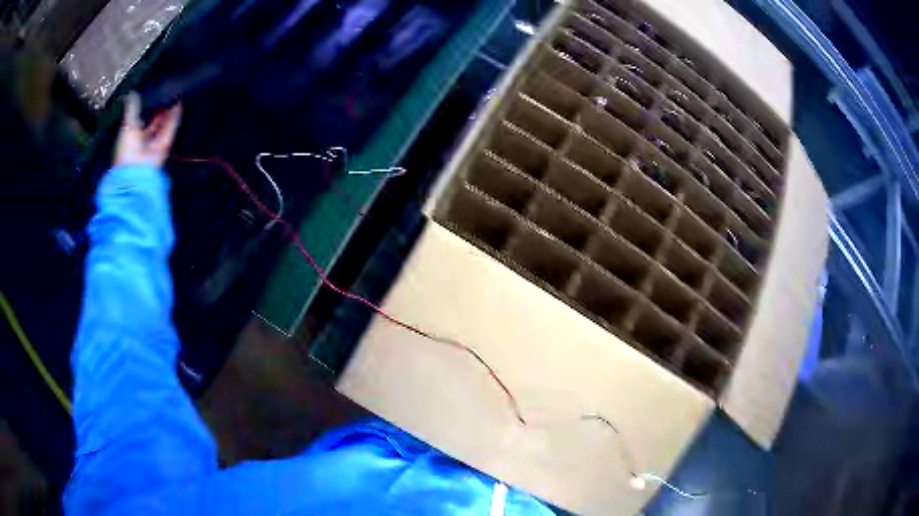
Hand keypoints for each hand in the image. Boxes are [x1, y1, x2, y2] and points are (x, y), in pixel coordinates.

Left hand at [114, 92, 181, 167]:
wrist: (136, 171)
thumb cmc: (127, 149)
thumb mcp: (128, 125)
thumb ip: (132, 109)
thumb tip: (132, 92)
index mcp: (131, 137)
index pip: (139, 121)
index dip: (145, 110)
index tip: (150, 96)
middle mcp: (142, 141)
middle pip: (152, 124)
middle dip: (158, 111)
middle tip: (164, 95)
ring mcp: (154, 144)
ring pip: (162, 125)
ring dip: (168, 113)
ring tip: (174, 96)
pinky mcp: (164, 146)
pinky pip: (170, 129)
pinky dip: (174, 118)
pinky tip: (179, 105)